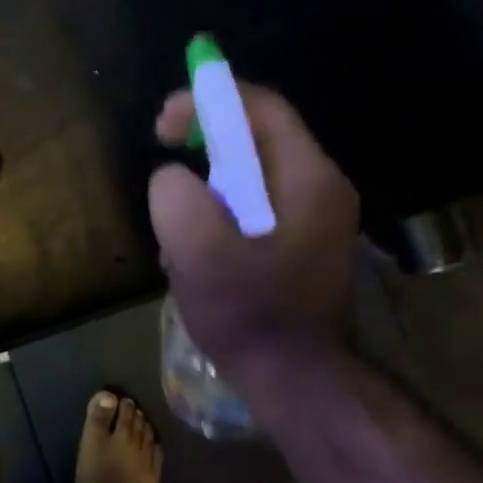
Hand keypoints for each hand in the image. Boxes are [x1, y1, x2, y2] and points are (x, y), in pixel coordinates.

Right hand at [148, 82, 358, 373]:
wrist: (295, 381)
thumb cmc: (249, 312)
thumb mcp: (196, 248)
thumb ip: (175, 194)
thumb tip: (173, 179)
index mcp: (308, 178)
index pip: (261, 108)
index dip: (208, 100)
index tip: (163, 123)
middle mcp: (320, 189)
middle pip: (255, 141)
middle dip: (202, 148)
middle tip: (164, 164)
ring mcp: (314, 221)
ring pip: (248, 179)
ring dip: (205, 193)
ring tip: (176, 233)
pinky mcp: (299, 248)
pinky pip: (252, 211)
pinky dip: (218, 220)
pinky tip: (195, 259)